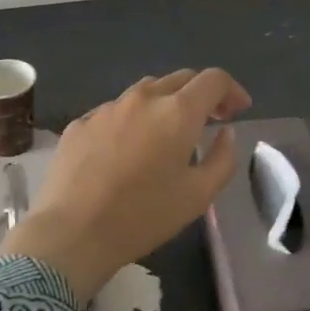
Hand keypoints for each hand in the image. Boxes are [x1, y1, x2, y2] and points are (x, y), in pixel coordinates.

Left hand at [0, 68, 251, 303]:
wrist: (71, 232)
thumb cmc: (143, 216)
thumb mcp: (199, 196)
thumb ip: (222, 159)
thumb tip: (226, 133)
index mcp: (177, 112)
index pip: (213, 79)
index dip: (231, 90)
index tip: (238, 110)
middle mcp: (143, 98)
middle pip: (180, 79)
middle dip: (201, 94)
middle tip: (210, 120)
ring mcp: (107, 107)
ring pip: (145, 91)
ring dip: (165, 104)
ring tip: (167, 134)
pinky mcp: (80, 123)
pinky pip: (115, 111)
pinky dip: (132, 120)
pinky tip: (127, 150)